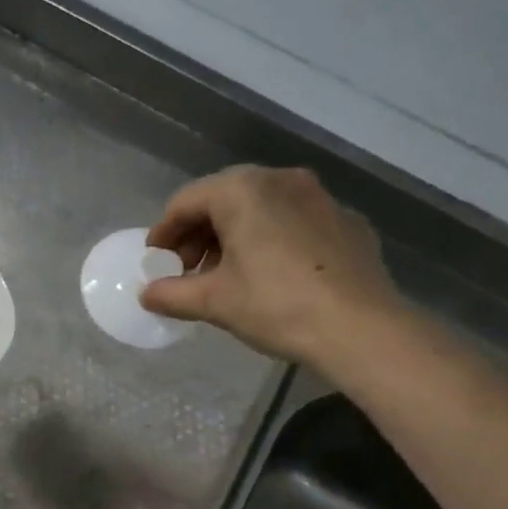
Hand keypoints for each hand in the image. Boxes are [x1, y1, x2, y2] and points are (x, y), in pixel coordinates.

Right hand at [140, 166, 407, 369]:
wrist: (361, 328)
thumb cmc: (276, 305)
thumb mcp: (214, 302)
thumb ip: (172, 293)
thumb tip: (146, 294)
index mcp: (242, 190)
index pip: (186, 202)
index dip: (164, 233)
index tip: (155, 261)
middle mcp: (281, 180)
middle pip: (224, 199)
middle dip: (199, 234)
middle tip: (188, 270)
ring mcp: (320, 198)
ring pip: (261, 208)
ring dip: (234, 236)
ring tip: (226, 275)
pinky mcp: (346, 222)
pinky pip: (295, 222)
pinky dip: (272, 240)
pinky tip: (272, 275)